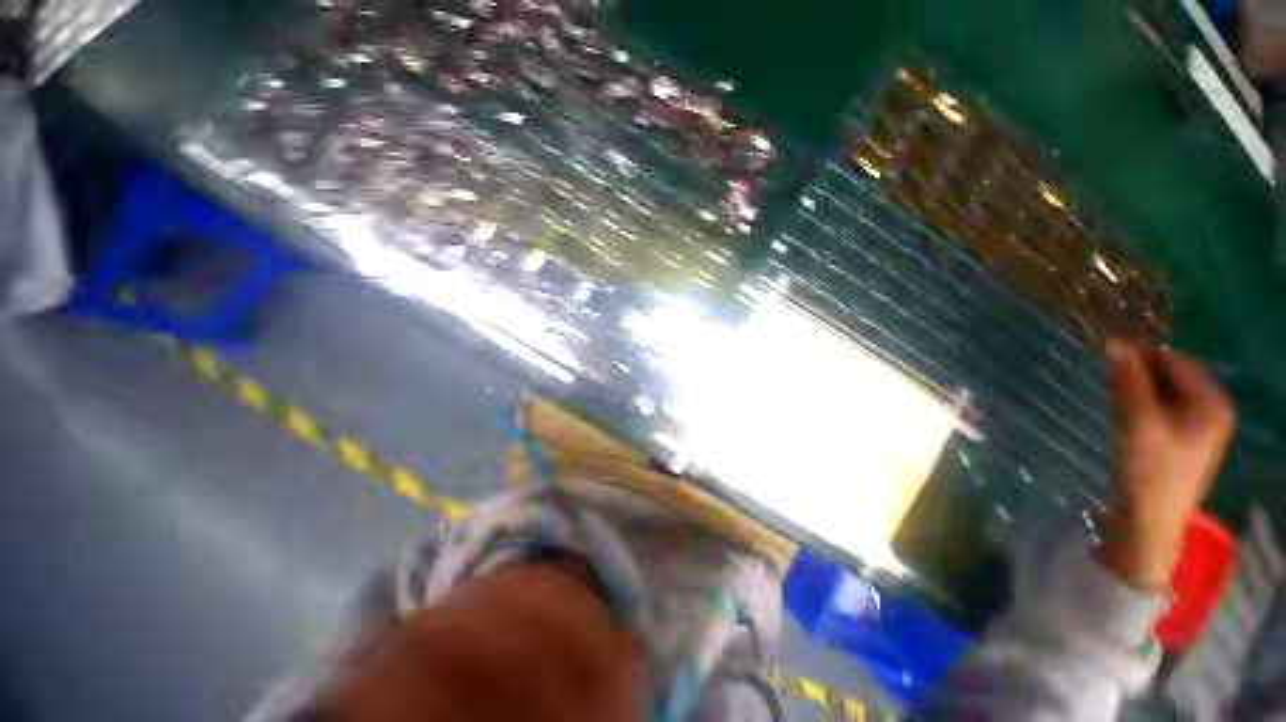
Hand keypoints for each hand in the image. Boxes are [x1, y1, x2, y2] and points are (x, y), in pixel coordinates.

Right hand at [1098, 340, 1235, 590]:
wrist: (1148, 522)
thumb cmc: (1149, 472)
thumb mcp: (1137, 423)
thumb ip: (1129, 382)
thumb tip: (1114, 344)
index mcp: (1212, 402)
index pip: (1175, 361)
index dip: (1141, 354)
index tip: (1105, 353)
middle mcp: (1212, 409)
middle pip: (1173, 375)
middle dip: (1140, 372)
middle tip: (1107, 378)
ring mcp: (1199, 426)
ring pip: (1165, 391)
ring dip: (1139, 388)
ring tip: (1113, 396)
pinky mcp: (1183, 439)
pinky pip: (1163, 407)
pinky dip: (1142, 403)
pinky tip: (1126, 413)